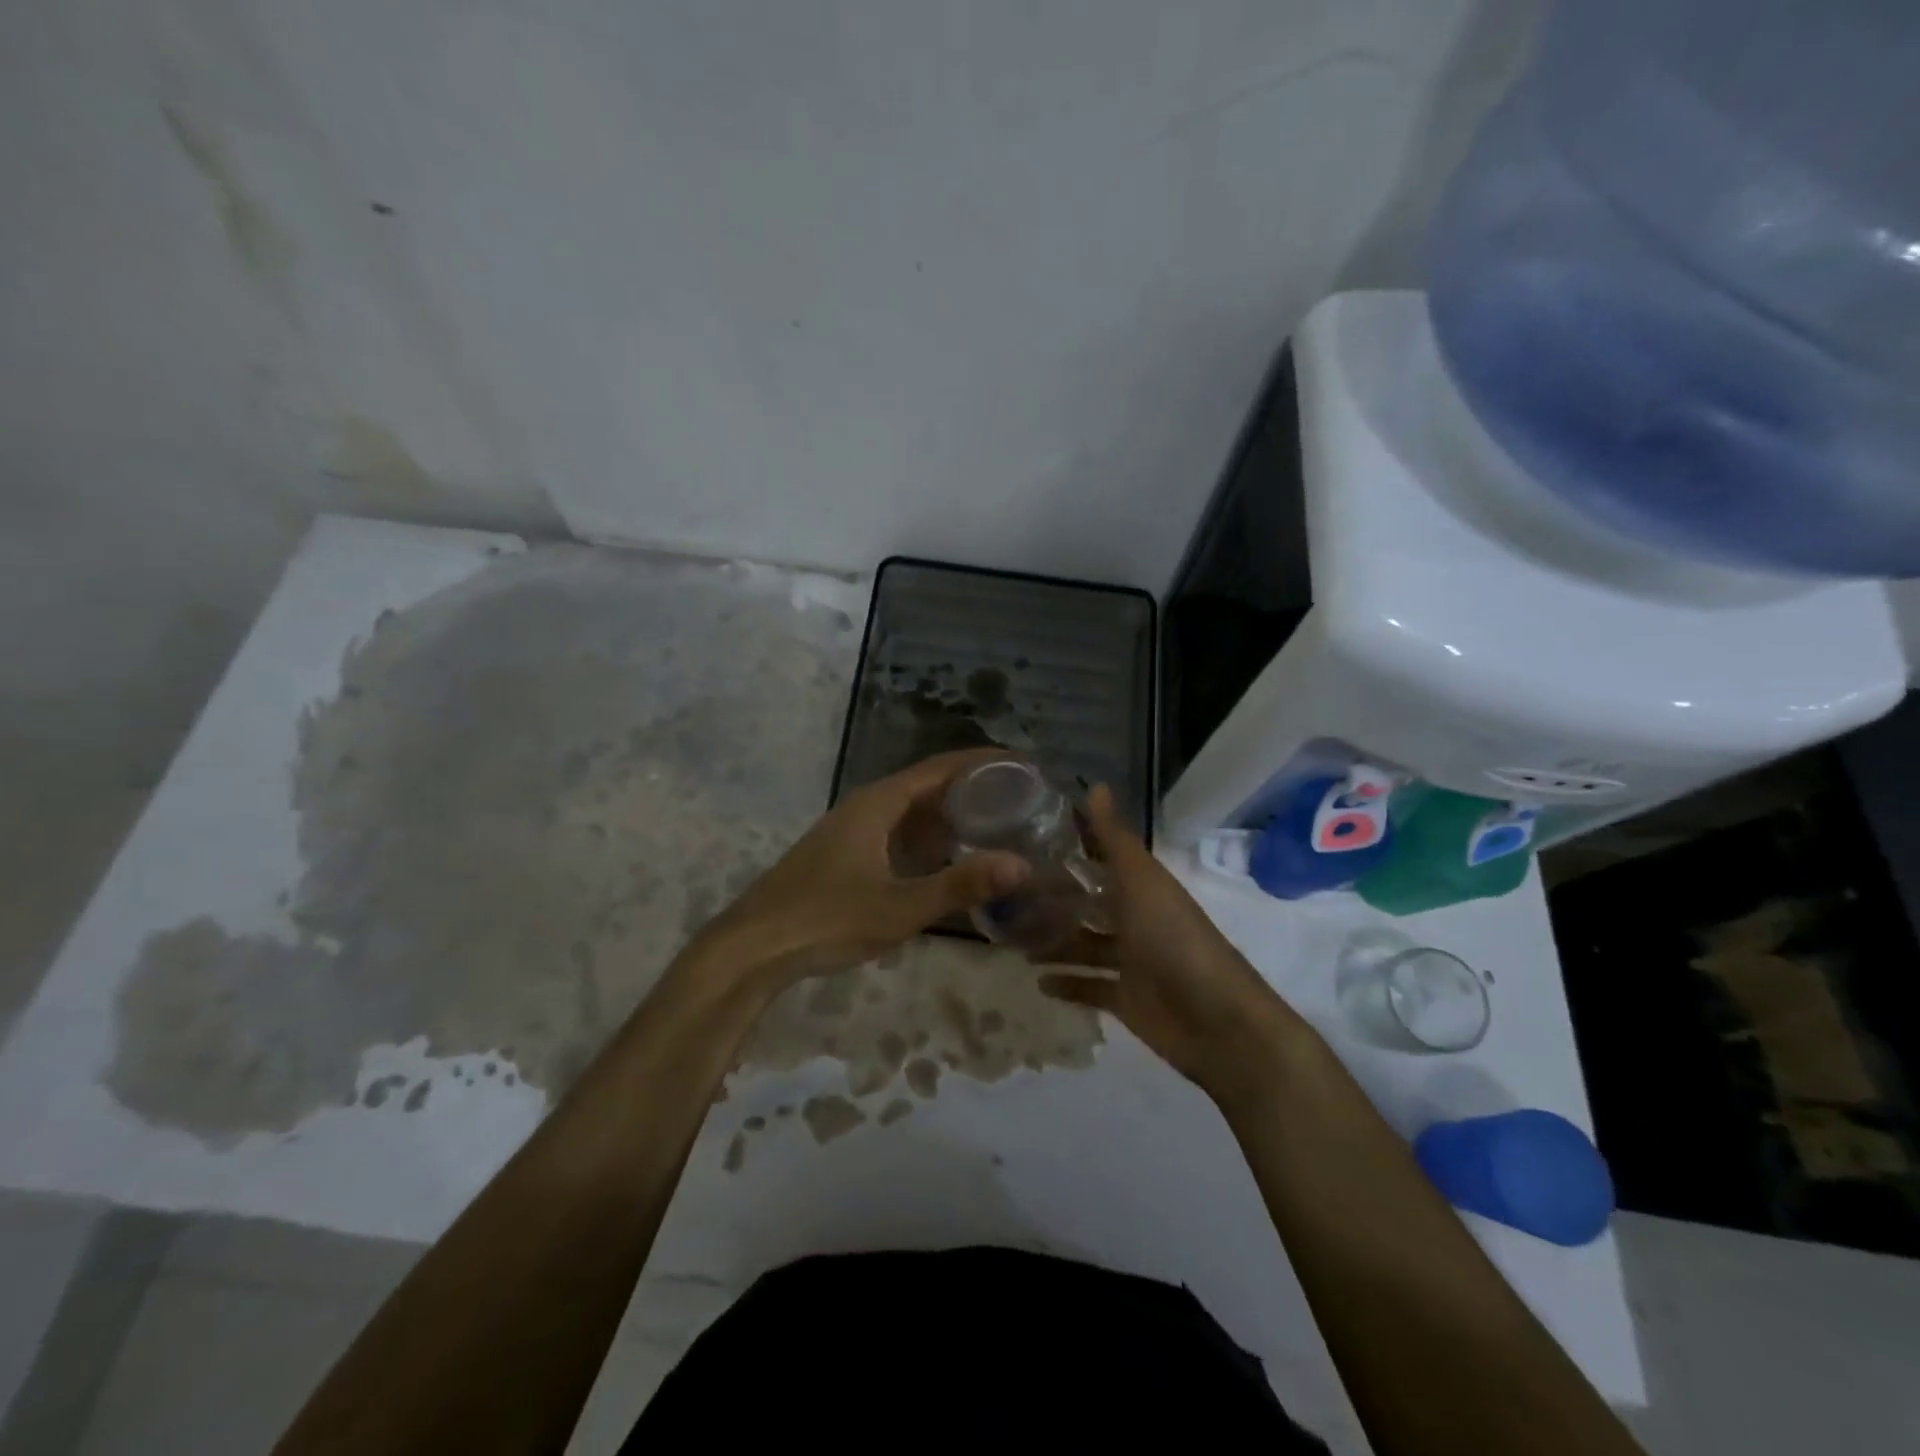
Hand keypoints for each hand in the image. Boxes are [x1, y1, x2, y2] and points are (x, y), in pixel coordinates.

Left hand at [699, 749, 1028, 992]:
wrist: (752, 948)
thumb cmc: (826, 920)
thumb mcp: (900, 907)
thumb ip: (960, 885)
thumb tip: (1022, 865)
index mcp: (879, 803)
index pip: (941, 768)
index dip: (983, 763)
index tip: (1022, 765)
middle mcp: (866, 807)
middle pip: (927, 786)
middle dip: (972, 790)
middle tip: (1020, 799)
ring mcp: (851, 832)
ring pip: (910, 813)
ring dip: (949, 816)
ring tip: (994, 825)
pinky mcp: (843, 856)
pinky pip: (896, 835)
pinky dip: (927, 840)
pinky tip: (946, 861)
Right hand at [1039, 786, 1300, 1101]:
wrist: (1216, 1021)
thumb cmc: (1174, 939)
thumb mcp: (1141, 882)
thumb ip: (1114, 839)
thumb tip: (1096, 785)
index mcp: (1141, 887)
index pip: (1100, 861)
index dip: (1069, 851)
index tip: (1025, 841)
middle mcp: (1136, 920)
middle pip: (1088, 905)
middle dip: (1053, 900)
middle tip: (1006, 895)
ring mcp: (1131, 962)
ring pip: (1084, 945)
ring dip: (1053, 942)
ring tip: (1011, 936)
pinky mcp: (1126, 999)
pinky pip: (1090, 987)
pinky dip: (1066, 983)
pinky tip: (1037, 980)